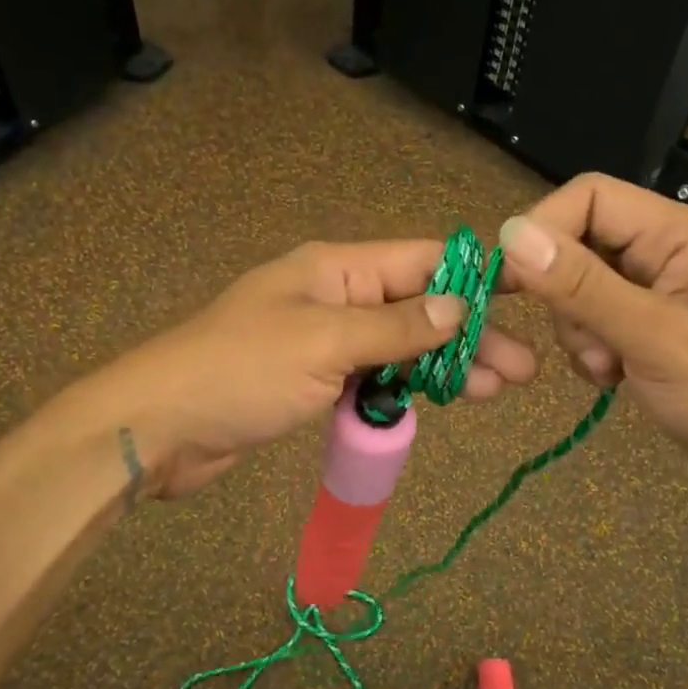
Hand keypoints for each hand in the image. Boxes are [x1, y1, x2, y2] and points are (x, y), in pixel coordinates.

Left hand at [88, 240, 537, 499]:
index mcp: (335, 269)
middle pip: (416, 308)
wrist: (160, 426)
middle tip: (522, 367)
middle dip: (469, 335)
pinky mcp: (313, 382)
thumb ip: (394, 327)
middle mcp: (334, 297)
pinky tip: (441, 402)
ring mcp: (324, 342)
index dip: (474, 277)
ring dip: (445, 365)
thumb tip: (459, 308)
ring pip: (399, 347)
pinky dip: (406, 389)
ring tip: (498, 388)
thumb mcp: (324, 342)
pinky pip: (372, 378)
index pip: (420, 261)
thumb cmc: (240, 371)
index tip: (527, 294)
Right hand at [496, 174, 687, 509]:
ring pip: (580, 290)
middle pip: (580, 244)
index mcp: (678, 234)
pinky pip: (596, 324)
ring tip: (608, 369)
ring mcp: (658, 296)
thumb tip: (511, 234)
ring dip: (578, 331)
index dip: (543, 229)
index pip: (589, 198)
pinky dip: (591, 352)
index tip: (509, 280)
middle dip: (564, 295)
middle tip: (583, 341)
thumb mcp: (652, 337)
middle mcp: (666, 254)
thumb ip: (580, 285)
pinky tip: (615, 380)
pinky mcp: (651, 333)